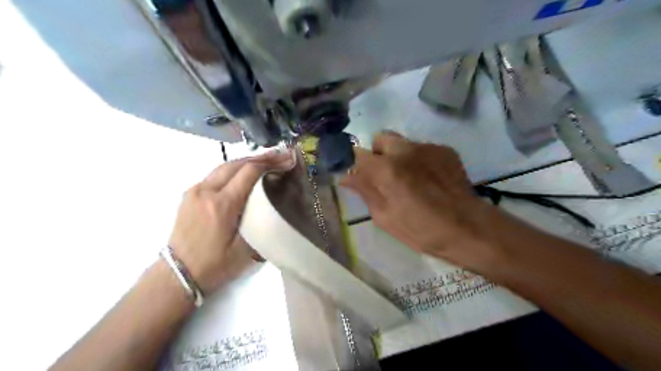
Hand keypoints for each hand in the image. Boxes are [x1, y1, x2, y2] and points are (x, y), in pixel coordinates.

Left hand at [169, 150, 294, 292]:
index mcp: (222, 205)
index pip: (248, 172)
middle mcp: (206, 191)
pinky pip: (215, 175)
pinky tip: (243, 173)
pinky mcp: (190, 195)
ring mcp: (195, 191)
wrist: (177, 275)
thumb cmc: (214, 265)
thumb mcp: (244, 250)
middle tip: (280, 155)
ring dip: (246, 161)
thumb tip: (274, 207)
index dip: (270, 163)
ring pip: (224, 166)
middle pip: (236, 164)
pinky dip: (233, 170)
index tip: (287, 160)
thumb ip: (259, 225)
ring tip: (265, 161)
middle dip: (260, 157)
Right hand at [344, 131, 492, 266]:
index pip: (357, 153)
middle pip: (381, 138)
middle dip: (378, 153)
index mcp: (386, 169)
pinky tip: (429, 180)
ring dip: (399, 157)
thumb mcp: (384, 217)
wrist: (468, 228)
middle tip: (385, 176)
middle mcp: (405, 150)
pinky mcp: (445, 150)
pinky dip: (419, 160)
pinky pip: (422, 149)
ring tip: (411, 180)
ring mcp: (427, 147)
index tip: (357, 175)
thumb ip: (364, 191)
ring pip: (403, 143)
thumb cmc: (421, 230)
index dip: (354, 163)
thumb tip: (345, 176)